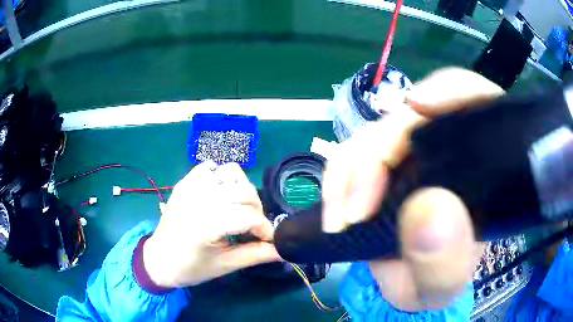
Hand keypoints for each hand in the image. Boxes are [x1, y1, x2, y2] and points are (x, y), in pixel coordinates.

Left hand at [143, 161, 279, 287]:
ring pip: (231, 172)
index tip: (269, 241)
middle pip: (244, 191)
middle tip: (253, 228)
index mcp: (207, 223)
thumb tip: (283, 250)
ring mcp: (191, 186)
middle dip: (256, 210)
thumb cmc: (190, 267)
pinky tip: (220, 195)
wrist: (159, 259)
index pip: (249, 216)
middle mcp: (199, 198)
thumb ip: (255, 255)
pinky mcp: (185, 182)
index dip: (265, 229)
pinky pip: (210, 167)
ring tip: (238, 209)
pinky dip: (222, 177)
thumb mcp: (224, 265)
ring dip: (242, 189)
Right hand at [322, 68, 503, 310]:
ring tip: (341, 219)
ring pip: (375, 131)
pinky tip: (335, 209)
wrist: (410, 284)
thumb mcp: (444, 284)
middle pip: (414, 116)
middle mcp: (446, 148)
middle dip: (382, 148)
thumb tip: (429, 210)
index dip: (451, 91)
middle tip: (359, 209)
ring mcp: (411, 153)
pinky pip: (352, 152)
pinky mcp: (380, 164)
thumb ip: (445, 262)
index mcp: (481, 163)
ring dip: (351, 168)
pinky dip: (338, 175)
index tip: (419, 107)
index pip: (476, 101)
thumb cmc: (437, 280)